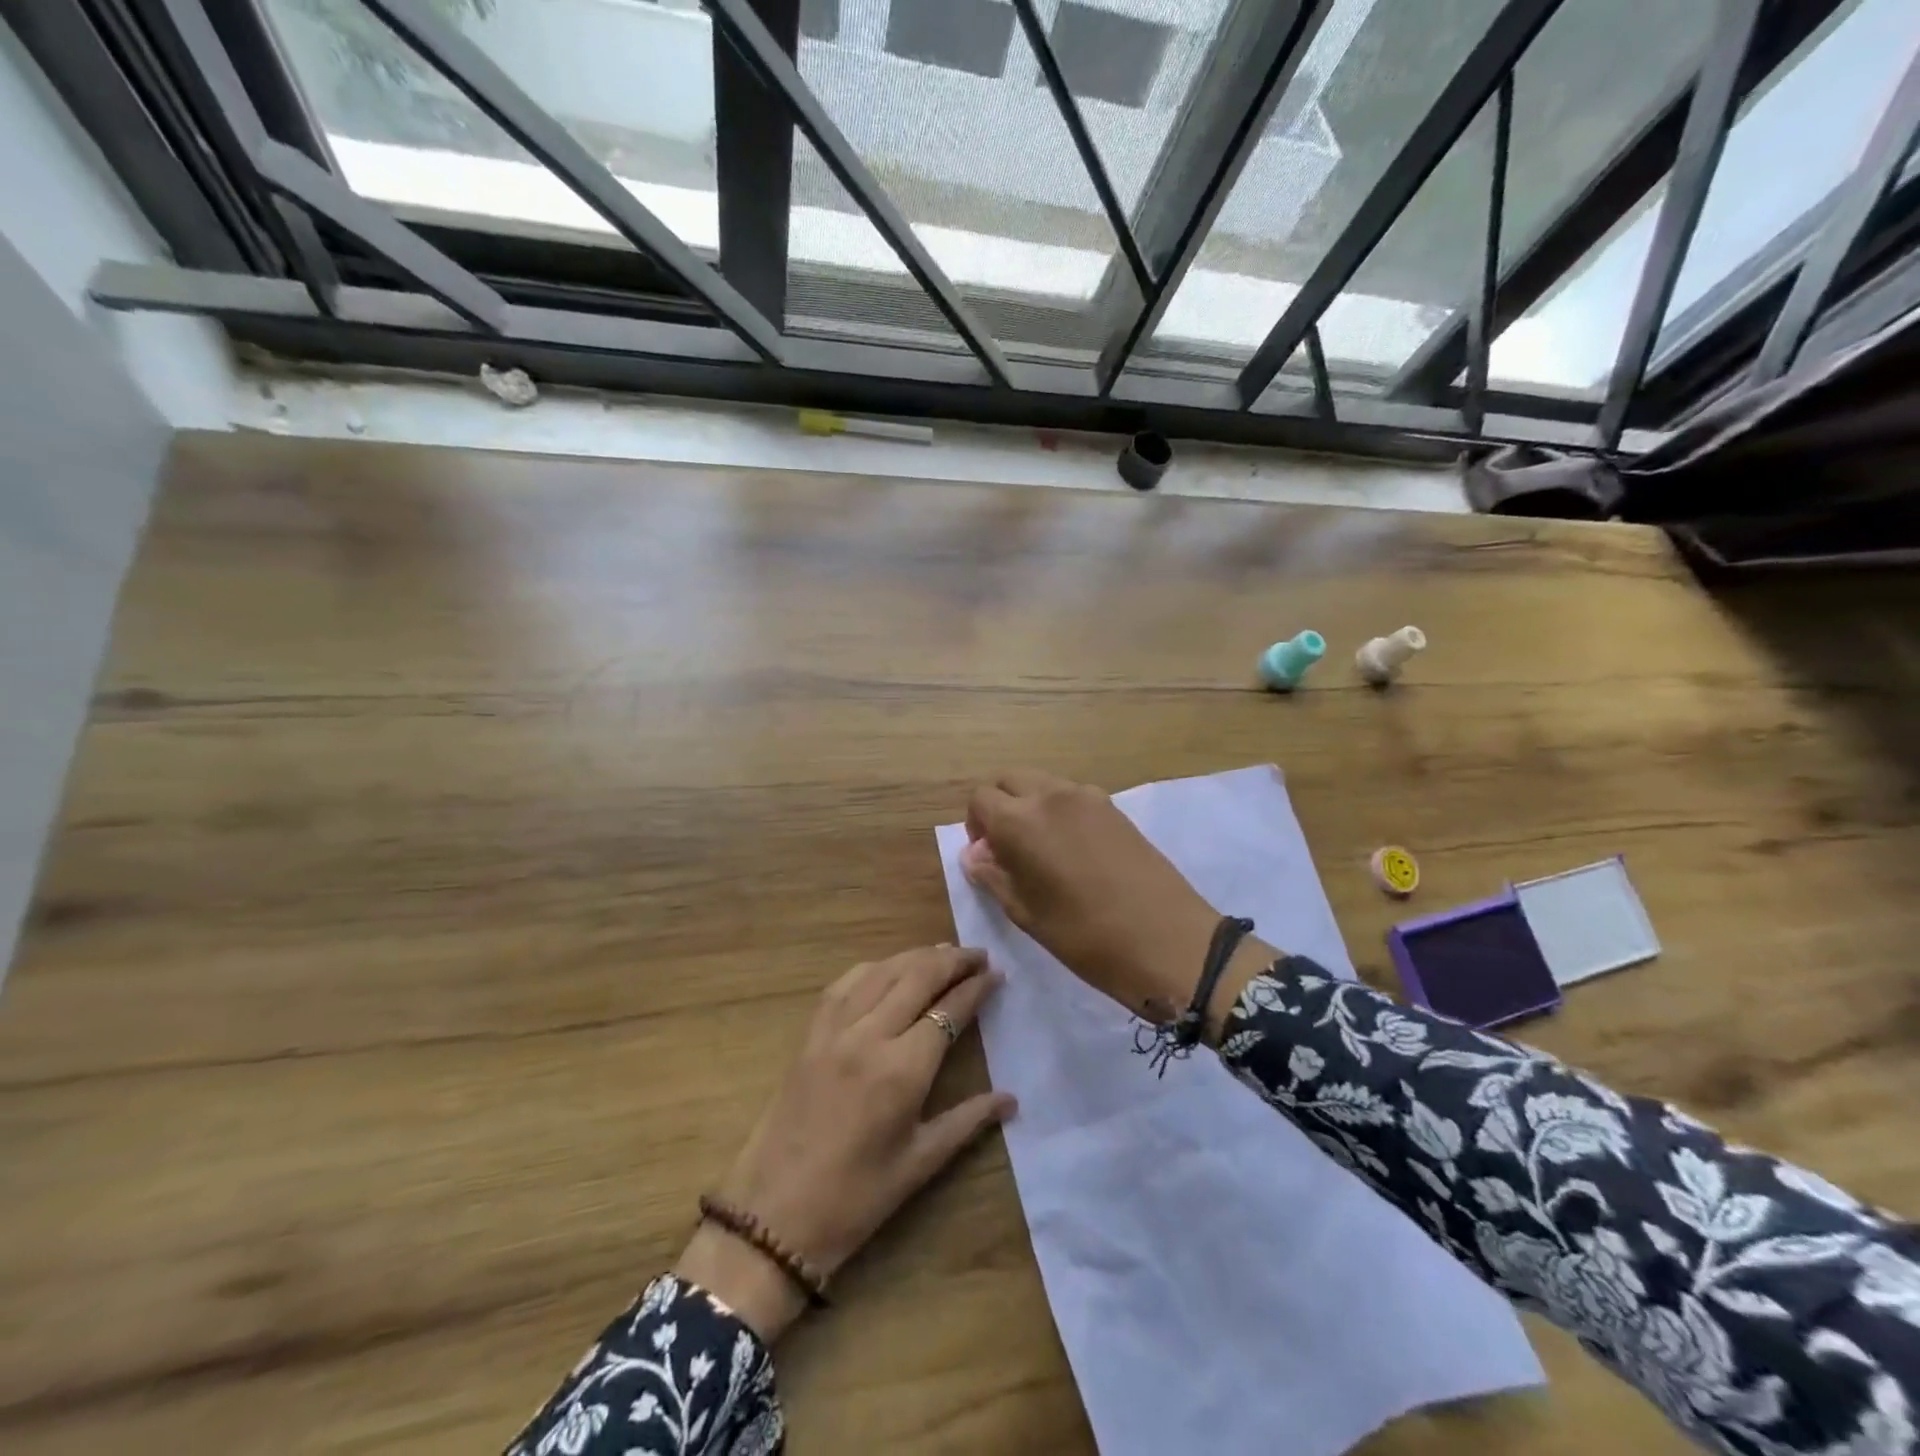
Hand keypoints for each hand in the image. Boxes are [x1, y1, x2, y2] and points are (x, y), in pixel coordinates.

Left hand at [676, 945, 1014, 1341]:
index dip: (976, 988)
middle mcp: (869, 1035)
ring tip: (942, 952)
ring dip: (915, 956)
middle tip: (978, 954)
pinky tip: (887, 968)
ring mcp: (835, 1030)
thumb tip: (1011, 1099)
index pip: (949, 1011)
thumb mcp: (920, 1163)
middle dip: (952, 960)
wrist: (773, 1216)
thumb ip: (968, 1121)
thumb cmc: (855, 1199)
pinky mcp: (810, 1034)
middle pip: (917, 977)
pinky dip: (873, 968)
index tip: (997, 973)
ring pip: (882, 971)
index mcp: (903, 1070)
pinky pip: (845, 984)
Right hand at [962, 770, 1275, 1029]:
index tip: (988, 857)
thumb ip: (994, 876)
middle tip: (1009, 849)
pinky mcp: (1115, 808)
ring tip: (1043, 851)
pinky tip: (1075, 851)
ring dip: (1030, 806)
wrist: (1169, 941)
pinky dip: (1059, 811)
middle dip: (1000, 807)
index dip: (976, 826)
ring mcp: (1088, 797)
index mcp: (1022, 821)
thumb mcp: (1028, 914)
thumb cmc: (1087, 937)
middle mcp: (1052, 796)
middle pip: (1010, 780)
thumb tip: (975, 854)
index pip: (980, 799)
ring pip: (1042, 784)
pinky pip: (1072, 796)